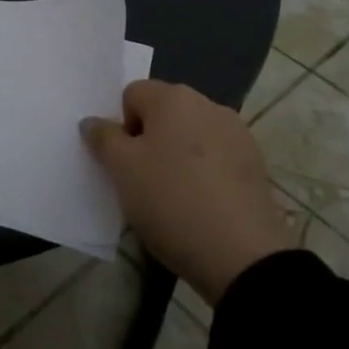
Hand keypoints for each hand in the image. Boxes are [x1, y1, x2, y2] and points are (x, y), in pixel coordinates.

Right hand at [80, 80, 293, 304]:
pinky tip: (204, 205)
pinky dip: (205, 174)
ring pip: (191, 136)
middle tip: (143, 181)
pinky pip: (216, 158)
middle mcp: (208, 104)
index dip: (121, 126)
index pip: (132, 94)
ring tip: (176, 197)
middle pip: (164, 113)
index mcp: (173, 98)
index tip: (124, 163)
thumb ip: (103, 138)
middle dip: (150, 140)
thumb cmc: (171, 201)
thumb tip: (93, 121)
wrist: (243, 254)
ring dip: (178, 156)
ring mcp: (237, 133)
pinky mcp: (255, 164)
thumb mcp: (122, 171)